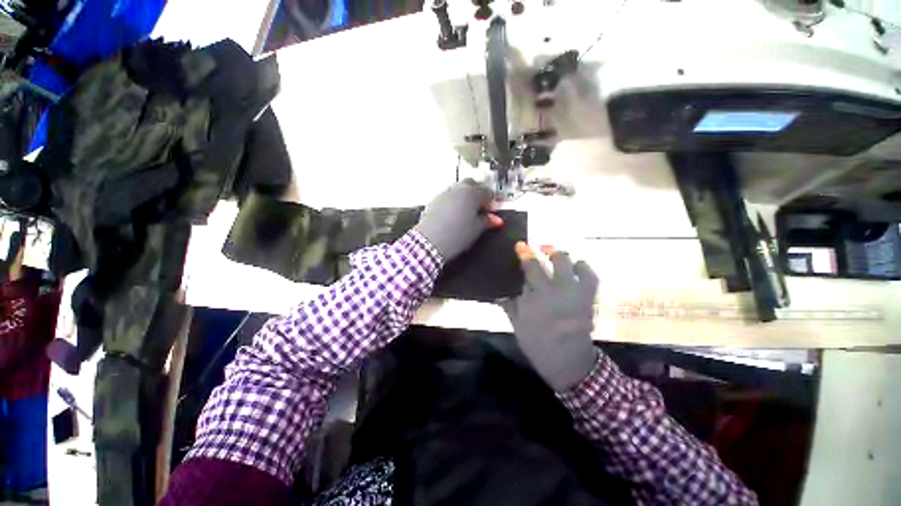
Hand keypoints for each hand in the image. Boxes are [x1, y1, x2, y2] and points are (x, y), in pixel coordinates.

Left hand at [414, 179, 503, 261]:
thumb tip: (495, 220)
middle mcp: (458, 189)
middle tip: (481, 206)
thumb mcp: (477, 229)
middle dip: (478, 192)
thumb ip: (487, 221)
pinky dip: (453, 201)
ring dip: (465, 196)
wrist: (431, 241)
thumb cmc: (456, 235)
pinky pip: (448, 196)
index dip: (492, 201)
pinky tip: (454, 214)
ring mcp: (444, 193)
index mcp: (472, 193)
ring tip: (467, 211)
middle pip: (472, 183)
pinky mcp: (434, 200)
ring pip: (458, 188)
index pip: (487, 192)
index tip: (492, 210)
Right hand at [502, 243, 598, 391]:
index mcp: (537, 298)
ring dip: (562, 256)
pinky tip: (577, 267)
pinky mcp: (589, 299)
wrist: (568, 362)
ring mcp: (575, 294)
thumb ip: (507, 303)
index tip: (521, 245)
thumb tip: (496, 289)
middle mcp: (557, 292)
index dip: (525, 254)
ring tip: (556, 256)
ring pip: (571, 264)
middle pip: (552, 261)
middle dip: (545, 250)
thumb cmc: (537, 343)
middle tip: (540, 249)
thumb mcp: (516, 323)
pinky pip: (591, 276)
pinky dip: (583, 267)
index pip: (530, 268)